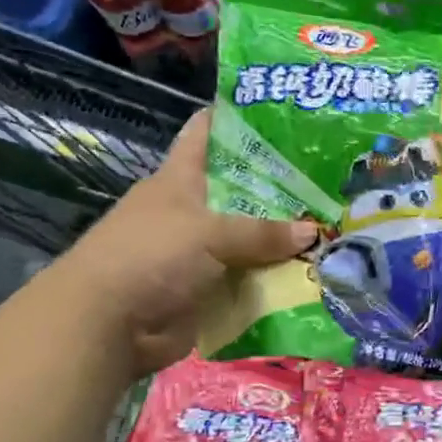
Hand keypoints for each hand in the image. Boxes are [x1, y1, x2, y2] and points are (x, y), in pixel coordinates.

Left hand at [51, 111, 315, 375]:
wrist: (108, 327)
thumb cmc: (150, 257)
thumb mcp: (208, 233)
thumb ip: (262, 232)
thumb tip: (313, 231)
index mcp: (180, 180)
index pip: (207, 135)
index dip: (239, 121)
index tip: (283, 114)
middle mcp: (190, 211)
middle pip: (240, 191)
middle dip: (281, 188)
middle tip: (329, 180)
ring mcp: (199, 253)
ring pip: (250, 240)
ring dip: (284, 241)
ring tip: (333, 228)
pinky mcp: (207, 290)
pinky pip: (249, 279)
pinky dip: (274, 280)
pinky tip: (313, 274)